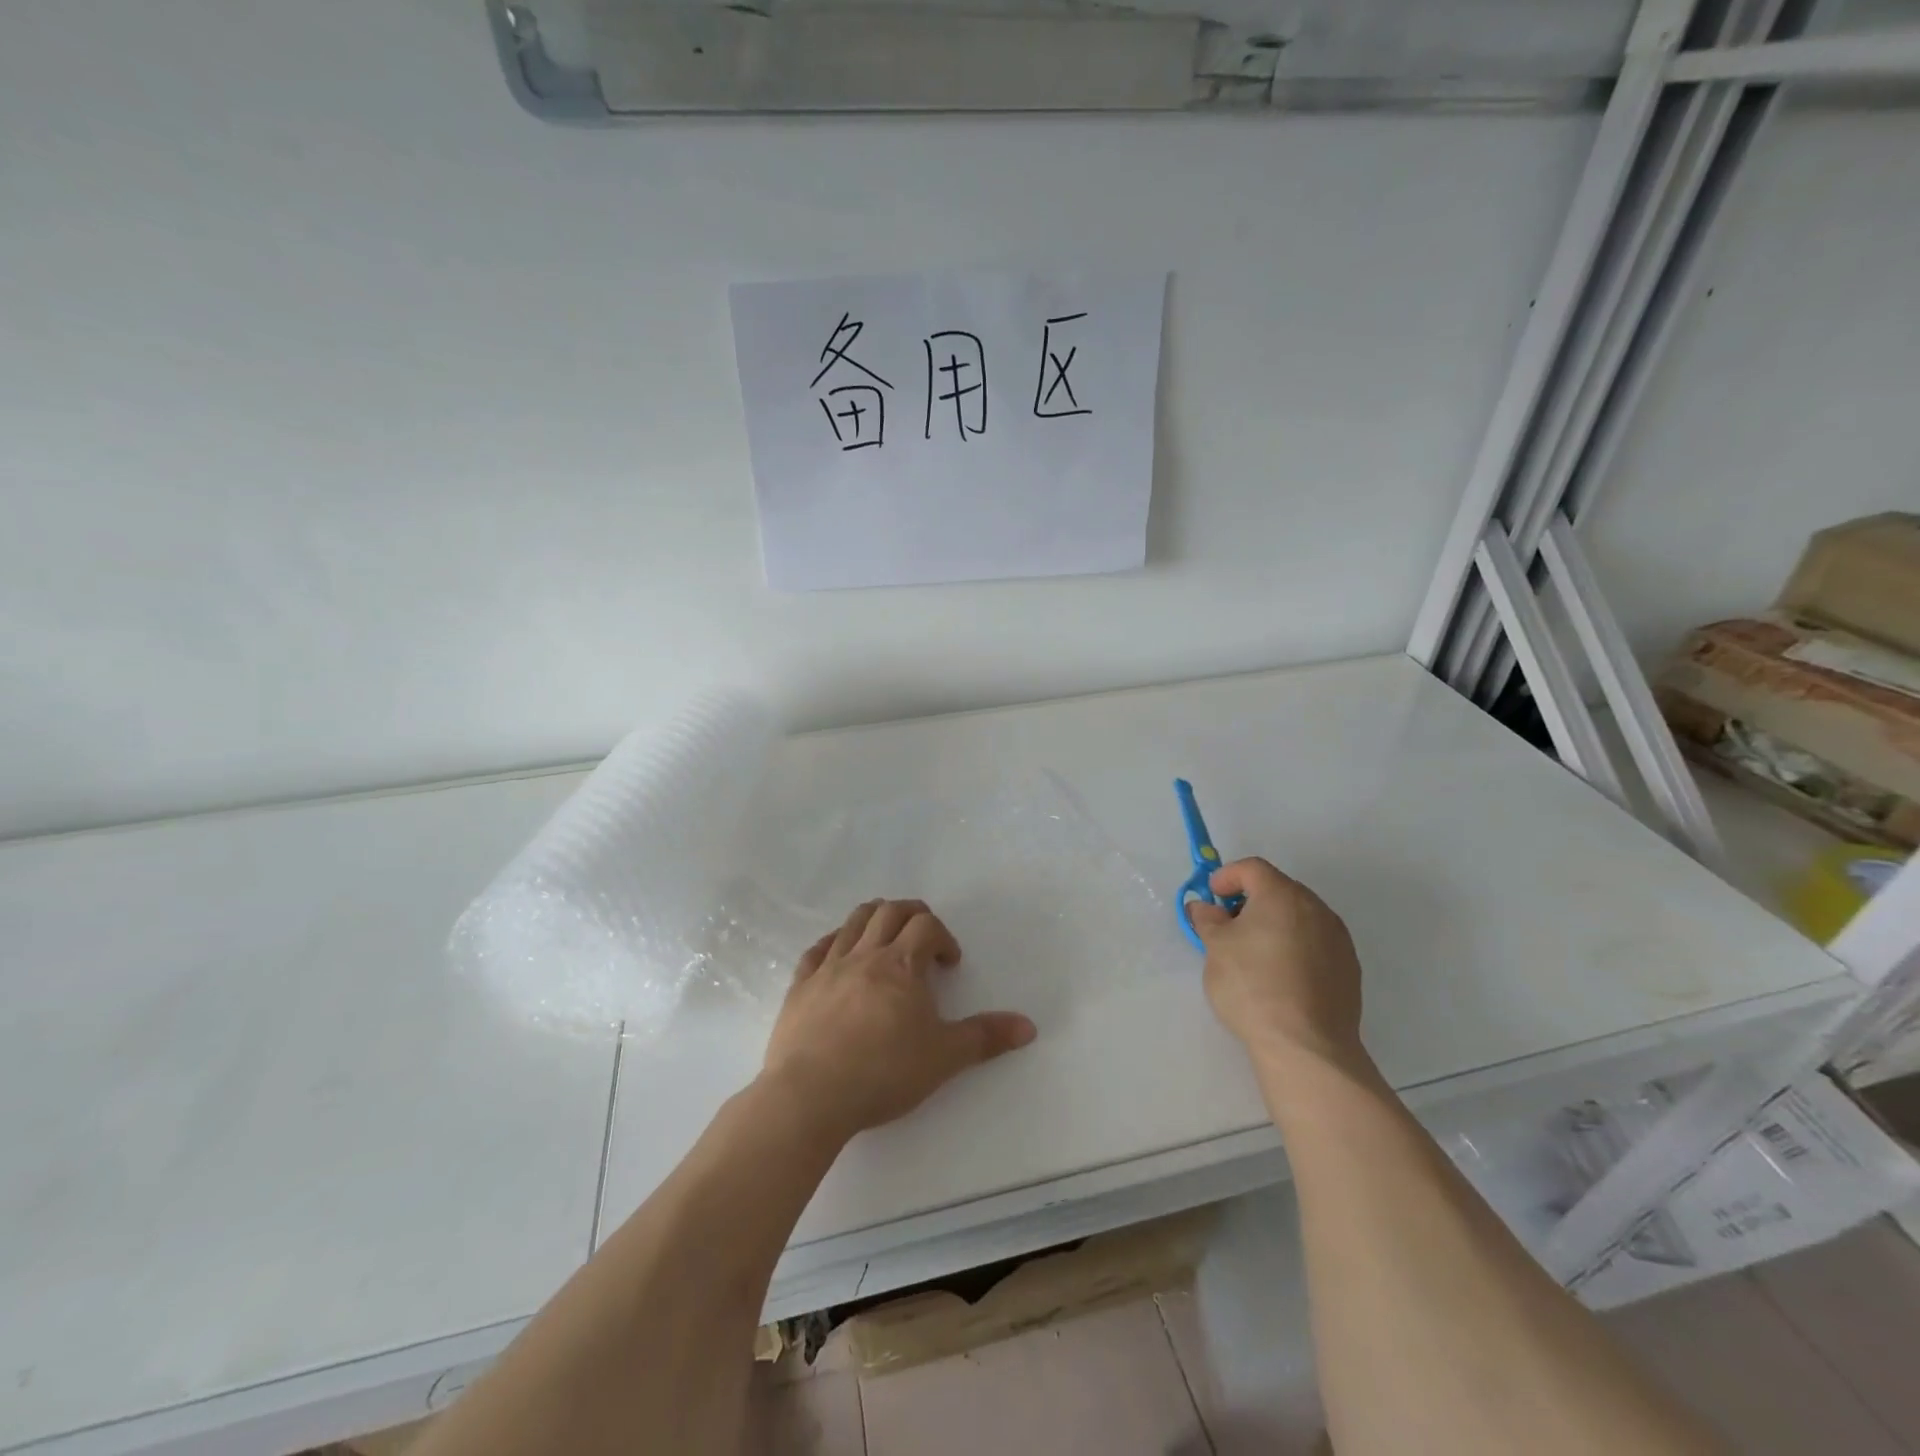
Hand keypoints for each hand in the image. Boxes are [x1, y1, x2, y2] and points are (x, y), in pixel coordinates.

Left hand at [760, 899, 1037, 1141]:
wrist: (810, 1096)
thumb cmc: (883, 1072)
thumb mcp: (944, 1057)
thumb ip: (985, 1038)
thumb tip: (1029, 1026)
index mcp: (901, 965)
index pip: (926, 926)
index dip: (943, 937)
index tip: (949, 964)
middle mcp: (864, 955)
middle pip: (889, 911)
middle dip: (911, 915)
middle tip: (924, 936)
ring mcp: (828, 967)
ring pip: (852, 922)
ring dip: (874, 918)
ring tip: (886, 936)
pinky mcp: (800, 986)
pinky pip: (817, 950)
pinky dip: (834, 942)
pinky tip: (840, 955)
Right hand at [1186, 858, 1365, 1069]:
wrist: (1307, 1046)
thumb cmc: (1252, 986)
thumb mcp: (1215, 949)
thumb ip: (1208, 920)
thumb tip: (1205, 907)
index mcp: (1282, 895)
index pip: (1252, 868)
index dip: (1227, 877)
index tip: (1212, 898)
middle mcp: (1316, 908)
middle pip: (1279, 889)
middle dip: (1251, 900)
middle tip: (1229, 926)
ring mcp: (1338, 939)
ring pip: (1299, 917)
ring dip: (1275, 924)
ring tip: (1255, 954)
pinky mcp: (1350, 969)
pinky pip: (1316, 943)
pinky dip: (1295, 947)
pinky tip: (1281, 977)